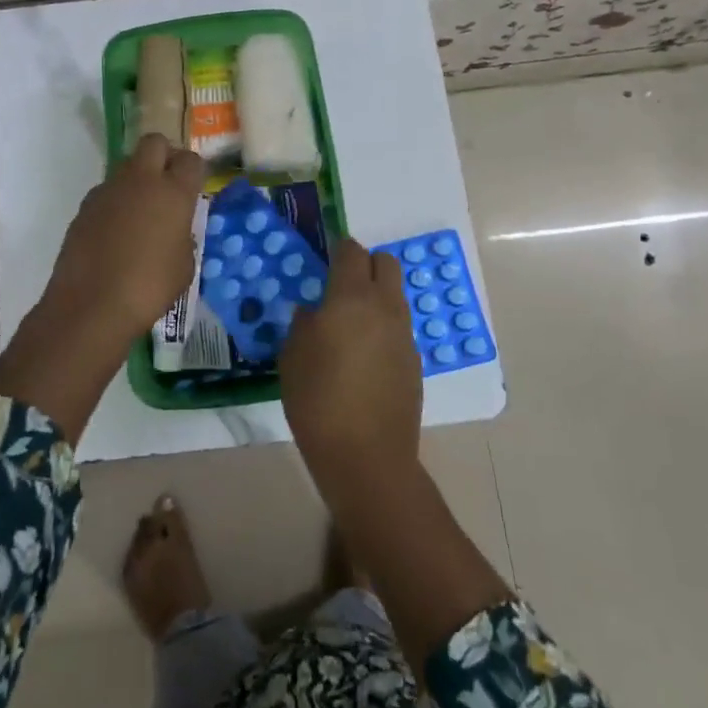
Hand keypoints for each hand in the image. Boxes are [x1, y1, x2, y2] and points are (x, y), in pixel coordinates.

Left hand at [0, 134, 204, 442]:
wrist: (90, 305)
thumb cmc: (149, 288)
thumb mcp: (184, 266)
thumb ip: (184, 237)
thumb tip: (175, 230)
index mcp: (173, 192)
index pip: (190, 160)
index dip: (194, 171)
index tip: (194, 187)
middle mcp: (141, 180)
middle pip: (154, 143)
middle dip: (164, 155)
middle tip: (168, 183)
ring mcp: (108, 190)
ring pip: (127, 165)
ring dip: (138, 178)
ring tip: (141, 212)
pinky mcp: (85, 206)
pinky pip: (107, 191)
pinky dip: (116, 201)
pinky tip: (116, 232)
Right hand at [279, 238, 422, 492]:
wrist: (366, 457)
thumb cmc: (318, 401)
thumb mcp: (292, 357)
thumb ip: (303, 324)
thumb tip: (313, 313)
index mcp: (351, 297)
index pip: (352, 251)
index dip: (338, 249)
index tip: (324, 260)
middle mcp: (385, 306)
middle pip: (385, 263)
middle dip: (365, 265)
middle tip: (340, 286)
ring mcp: (404, 334)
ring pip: (395, 295)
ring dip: (376, 296)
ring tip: (350, 324)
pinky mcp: (415, 361)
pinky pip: (399, 327)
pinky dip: (384, 327)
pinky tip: (364, 356)